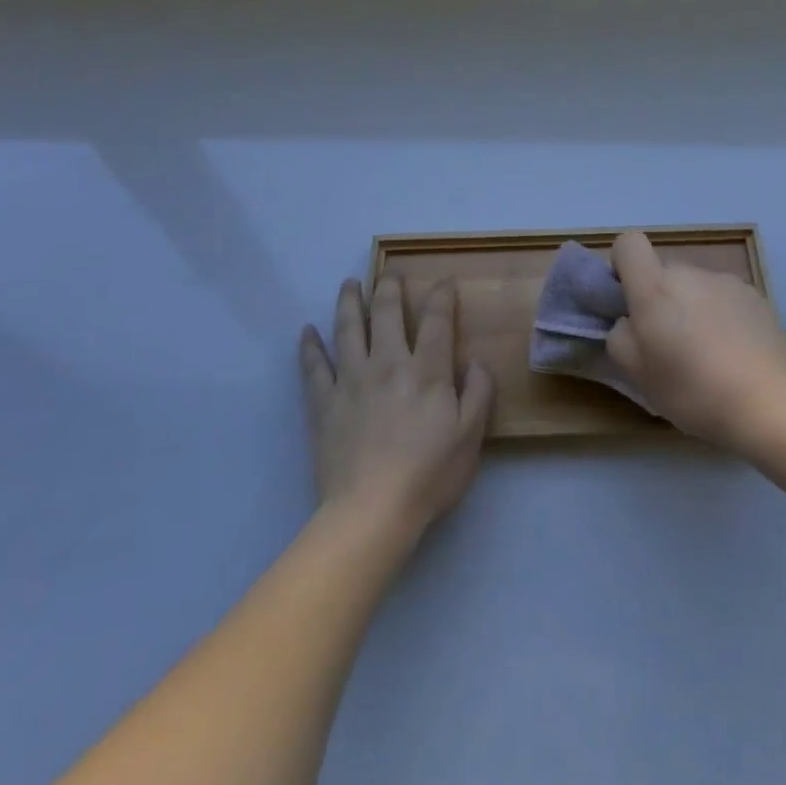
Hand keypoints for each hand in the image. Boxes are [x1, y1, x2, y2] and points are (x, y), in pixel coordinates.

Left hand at [299, 276, 493, 542]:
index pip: (436, 320)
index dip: (441, 295)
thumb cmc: (428, 475)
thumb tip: (475, 362)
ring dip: (348, 302)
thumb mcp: (471, 436)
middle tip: (390, 272)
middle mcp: (387, 364)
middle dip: (389, 287)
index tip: (444, 281)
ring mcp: (351, 381)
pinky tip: (307, 331)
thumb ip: (478, 393)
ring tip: (349, 284)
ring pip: (347, 329)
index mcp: (426, 370)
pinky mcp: (323, 403)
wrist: (371, 512)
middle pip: (385, 313)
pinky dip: (309, 346)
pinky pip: (313, 367)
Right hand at [606, 231, 785, 448]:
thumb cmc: (693, 389)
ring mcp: (726, 281)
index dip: (623, 265)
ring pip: (695, 287)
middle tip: (668, 344)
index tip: (628, 301)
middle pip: (663, 273)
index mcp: (655, 287)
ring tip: (707, 353)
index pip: (629, 243)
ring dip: (692, 308)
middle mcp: (689, 273)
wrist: (769, 403)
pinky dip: (722, 316)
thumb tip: (629, 321)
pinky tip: (734, 352)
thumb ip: (620, 336)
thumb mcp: (637, 374)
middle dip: (660, 300)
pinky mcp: (755, 296)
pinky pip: (724, 298)